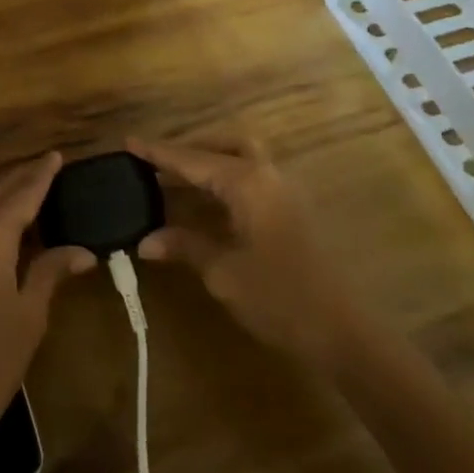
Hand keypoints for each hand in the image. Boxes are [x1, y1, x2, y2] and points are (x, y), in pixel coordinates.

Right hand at [129, 135, 367, 367]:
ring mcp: (284, 192)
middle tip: (156, 164)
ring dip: (209, 165)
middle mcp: (267, 175)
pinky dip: (224, 183)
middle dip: (190, 149)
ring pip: (241, 160)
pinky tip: (207, 206)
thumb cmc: (280, 297)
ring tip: (174, 183)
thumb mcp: (224, 272)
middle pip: (224, 145)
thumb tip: (146, 240)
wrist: (345, 332)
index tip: (128, 141)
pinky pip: (251, 181)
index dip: (158, 152)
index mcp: (247, 182)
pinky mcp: (292, 212)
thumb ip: (186, 246)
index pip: (193, 159)